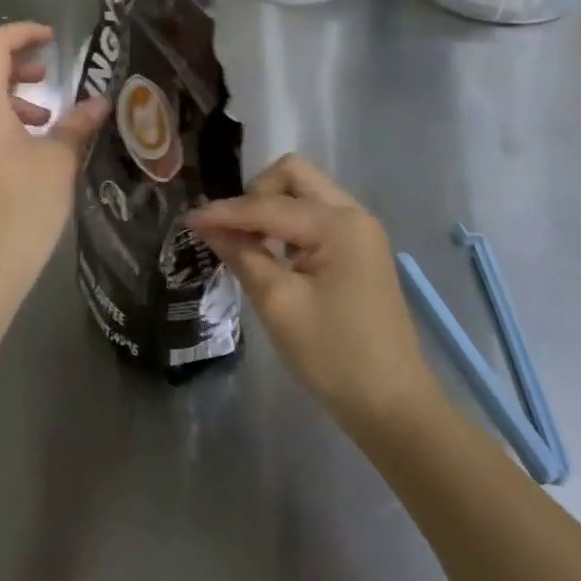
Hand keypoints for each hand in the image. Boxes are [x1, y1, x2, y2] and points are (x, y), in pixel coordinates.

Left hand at [0, 21, 108, 307]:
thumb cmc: (24, 209)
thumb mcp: (59, 161)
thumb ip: (77, 123)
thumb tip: (100, 102)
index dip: (22, 33)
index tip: (52, 40)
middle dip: (15, 66)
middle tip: (48, 78)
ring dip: (3, 97)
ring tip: (40, 121)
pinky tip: (1, 147)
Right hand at [188, 155, 439, 432]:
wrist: (392, 405)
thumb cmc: (334, 356)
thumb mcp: (279, 305)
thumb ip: (243, 256)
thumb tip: (208, 226)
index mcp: (338, 224)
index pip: (269, 205)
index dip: (225, 213)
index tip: (188, 220)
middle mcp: (353, 214)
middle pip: (294, 175)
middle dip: (256, 194)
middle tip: (233, 231)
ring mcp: (359, 231)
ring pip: (304, 192)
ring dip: (272, 208)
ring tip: (246, 243)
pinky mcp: (358, 250)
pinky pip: (314, 216)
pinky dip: (288, 225)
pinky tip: (271, 253)